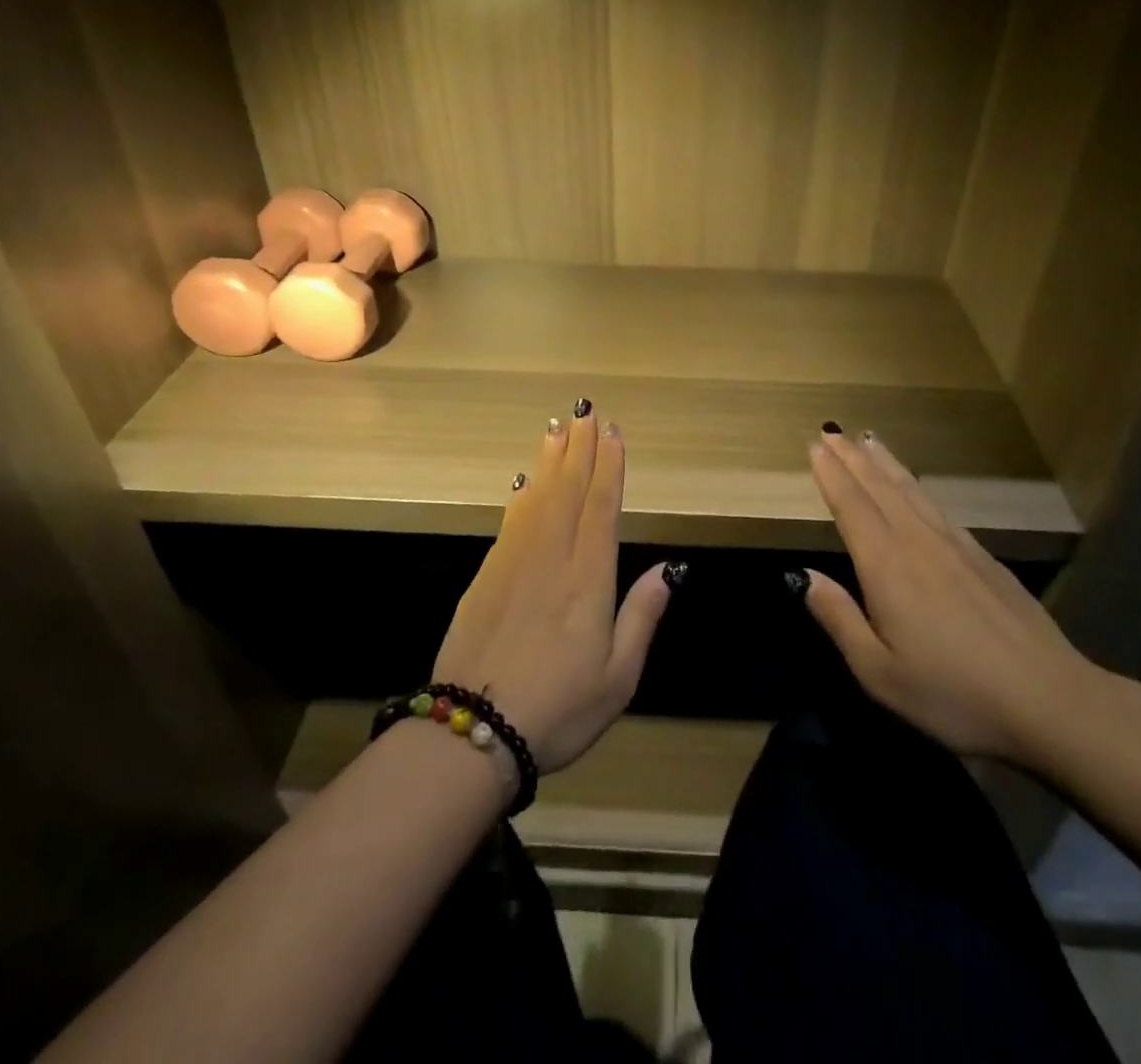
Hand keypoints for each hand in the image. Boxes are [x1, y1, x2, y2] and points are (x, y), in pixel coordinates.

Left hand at [433, 405, 675, 772]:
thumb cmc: (558, 708)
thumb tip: (668, 569)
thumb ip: (641, 616)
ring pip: (538, 497)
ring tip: (557, 428)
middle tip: (586, 412)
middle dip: (580, 449)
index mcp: (588, 578)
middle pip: (569, 490)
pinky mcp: (486, 575)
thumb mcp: (618, 676)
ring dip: (550, 460)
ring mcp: (514, 562)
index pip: (601, 507)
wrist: (472, 729)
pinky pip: (511, 520)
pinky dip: (522, 494)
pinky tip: (526, 482)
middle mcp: (552, 557)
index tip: (613, 433)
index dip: (609, 466)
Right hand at [801, 430, 1103, 764]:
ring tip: (868, 440)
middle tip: (832, 432)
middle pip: (880, 489)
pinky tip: (915, 488)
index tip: (814, 445)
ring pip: (911, 492)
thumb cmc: (954, 693)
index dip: (831, 475)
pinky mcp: (983, 559)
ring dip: (885, 464)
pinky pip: (938, 507)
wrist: (1051, 700)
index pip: (852, 507)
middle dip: (852, 458)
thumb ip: (839, 618)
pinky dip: (917, 487)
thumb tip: (803, 576)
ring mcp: (955, 547)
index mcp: (887, 567)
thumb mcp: (879, 672)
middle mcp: (918, 543)